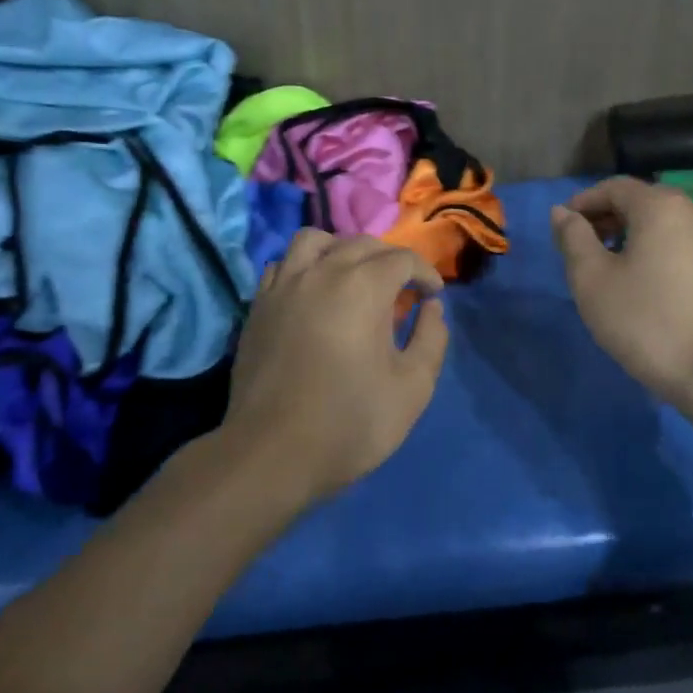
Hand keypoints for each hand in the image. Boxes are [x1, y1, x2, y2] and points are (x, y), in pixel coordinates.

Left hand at [224, 230, 449, 504]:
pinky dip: (304, 266)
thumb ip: (431, 339)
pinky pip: (283, 264)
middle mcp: (321, 271)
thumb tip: (431, 308)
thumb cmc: (350, 421)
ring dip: (341, 249)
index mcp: (363, 286)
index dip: (424, 273)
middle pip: (361, 243)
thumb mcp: (413, 387)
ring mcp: (284, 284)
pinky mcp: (259, 304)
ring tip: (353, 278)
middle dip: (389, 260)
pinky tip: (313, 293)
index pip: (402, 258)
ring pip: (315, 240)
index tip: (432, 296)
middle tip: (401, 290)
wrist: (272, 453)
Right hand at [550, 177, 692, 413]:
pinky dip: (661, 253)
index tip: (563, 228)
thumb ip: (573, 239)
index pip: (614, 187)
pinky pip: (687, 247)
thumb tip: (562, 213)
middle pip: (643, 202)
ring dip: (635, 237)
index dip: (583, 202)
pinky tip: (650, 287)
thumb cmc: (648, 322)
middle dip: (608, 218)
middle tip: (583, 249)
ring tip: (613, 270)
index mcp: (661, 206)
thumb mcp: (592, 280)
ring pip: (667, 225)